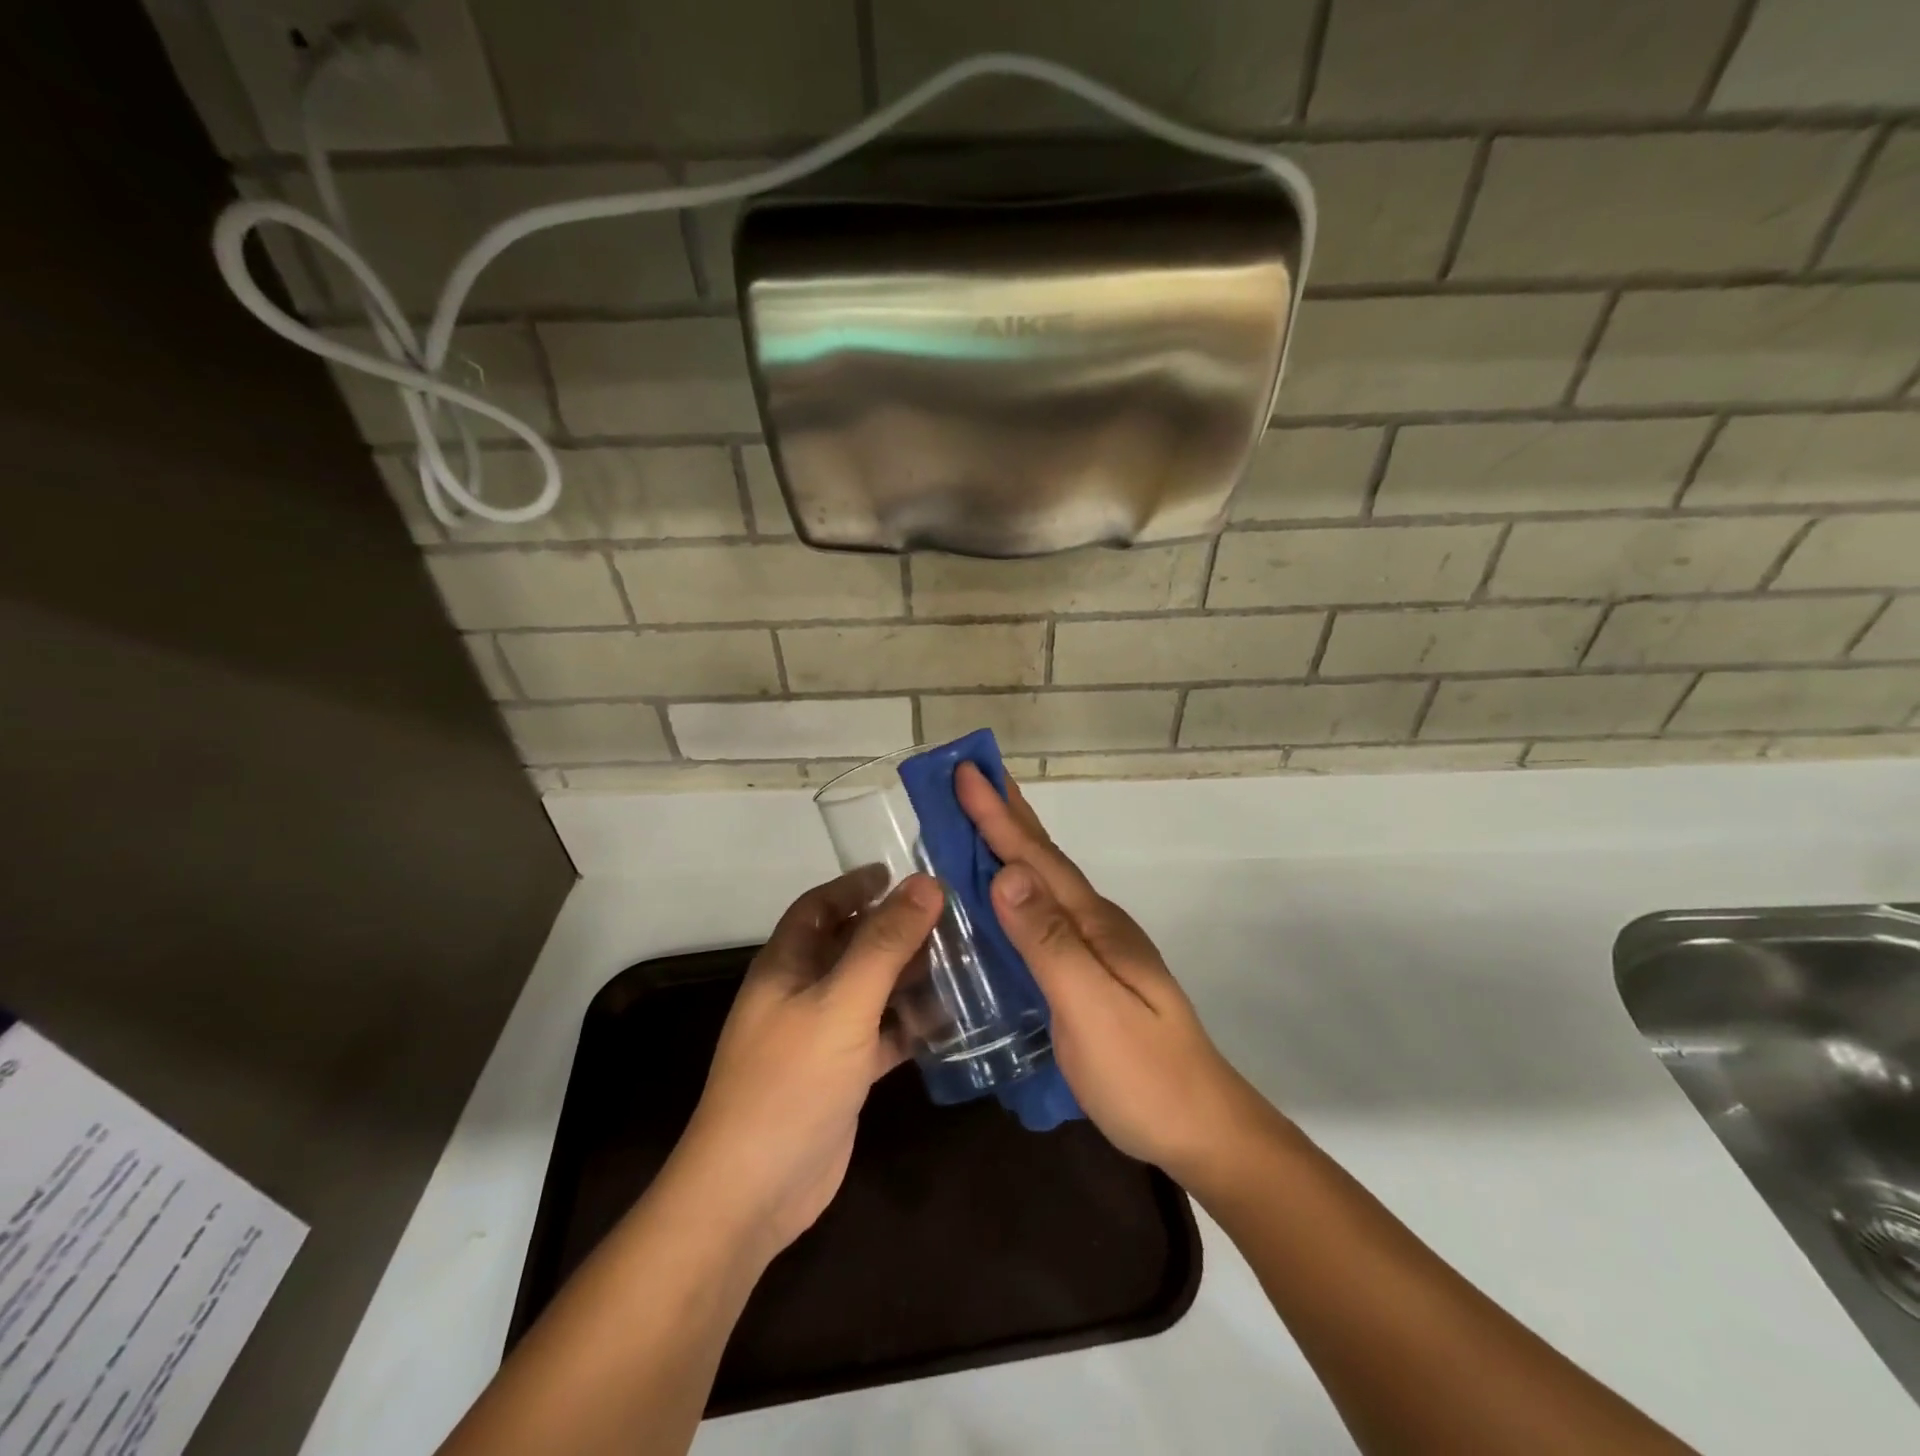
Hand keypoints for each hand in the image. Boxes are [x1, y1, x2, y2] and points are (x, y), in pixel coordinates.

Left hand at [671, 869, 943, 1263]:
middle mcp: (801, 993)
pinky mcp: (842, 1074)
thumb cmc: (791, 1081)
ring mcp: (821, 1036)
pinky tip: (949, 1018)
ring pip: (870, 989)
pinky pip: (881, 1033)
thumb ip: (885, 943)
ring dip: (907, 974)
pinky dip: (910, 1023)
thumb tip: (926, 884)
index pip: (819, 907)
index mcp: (786, 964)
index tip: (899, 873)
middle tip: (947, 916)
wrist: (753, 1192)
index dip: (854, 886)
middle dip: (893, 928)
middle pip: (851, 945)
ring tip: (959, 957)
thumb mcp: (842, 1003)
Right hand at [956, 764, 1265, 1182]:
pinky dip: (1017, 888)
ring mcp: (1095, 948)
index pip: (1036, 858)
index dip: (997, 815)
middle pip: (1043, 858)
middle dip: (1006, 813)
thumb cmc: (1142, 1073)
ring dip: (1011, 844)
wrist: (1199, 1128)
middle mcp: (1094, 924)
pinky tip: (1002, 895)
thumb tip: (1007, 873)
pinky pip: (1042, 914)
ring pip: (1043, 882)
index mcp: (1093, 923)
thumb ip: (1049, 942)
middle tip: (973, 773)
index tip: (965, 771)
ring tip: (980, 818)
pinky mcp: (1088, 973)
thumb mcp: (1091, 1007)